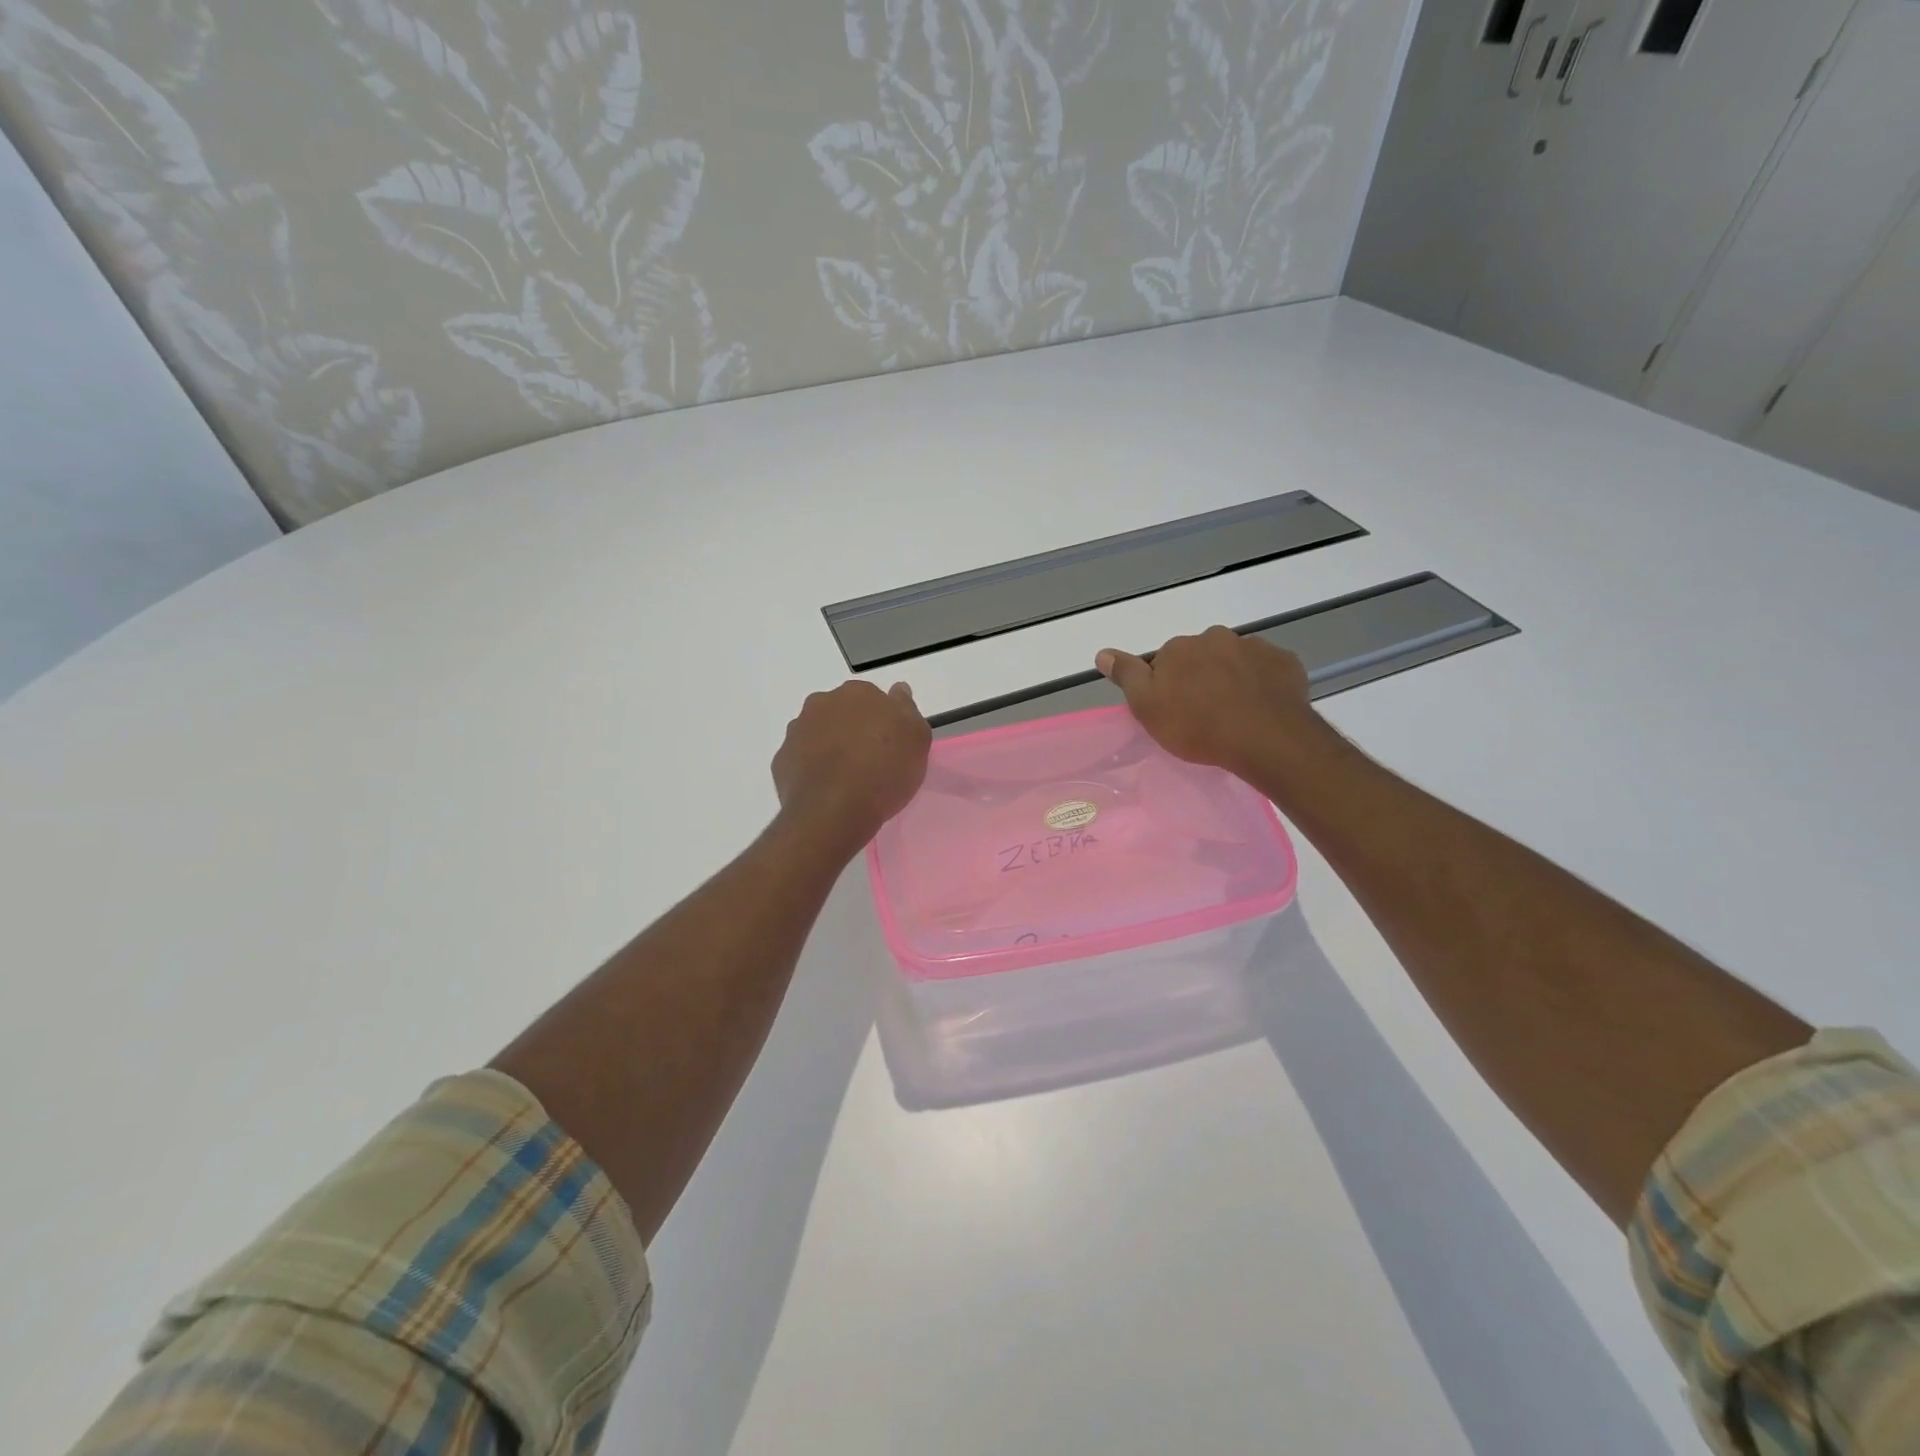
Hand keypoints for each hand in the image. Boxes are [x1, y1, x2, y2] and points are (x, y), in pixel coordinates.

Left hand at [772, 680, 931, 851]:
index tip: (890, 743)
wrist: (834, 810)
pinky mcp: (781, 759)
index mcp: (857, 693)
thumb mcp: (916, 738)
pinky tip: (826, 789)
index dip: (882, 721)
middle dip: (853, 729)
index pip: (872, 699)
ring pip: (818, 734)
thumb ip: (906, 709)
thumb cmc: (883, 770)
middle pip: (842, 712)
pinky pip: (801, 759)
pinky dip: (812, 768)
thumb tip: (897, 691)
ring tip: (846, 778)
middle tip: (869, 759)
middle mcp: (822, 703)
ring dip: (830, 747)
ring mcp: (797, 731)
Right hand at [1096, 626, 1316, 777]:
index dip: (1168, 685)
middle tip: (1206, 713)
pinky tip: (1261, 707)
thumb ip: (1126, 675)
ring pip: (1235, 661)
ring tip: (1236, 713)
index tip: (1175, 710)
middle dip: (1202, 677)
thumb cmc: (1197, 726)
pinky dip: (1262, 683)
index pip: (1166, 661)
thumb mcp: (1147, 706)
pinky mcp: (1285, 662)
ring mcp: (1254, 647)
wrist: (1265, 738)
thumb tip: (1102, 653)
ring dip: (1232, 679)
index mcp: (1179, 647)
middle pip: (1202, 656)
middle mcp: (1216, 637)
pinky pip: (1267, 670)